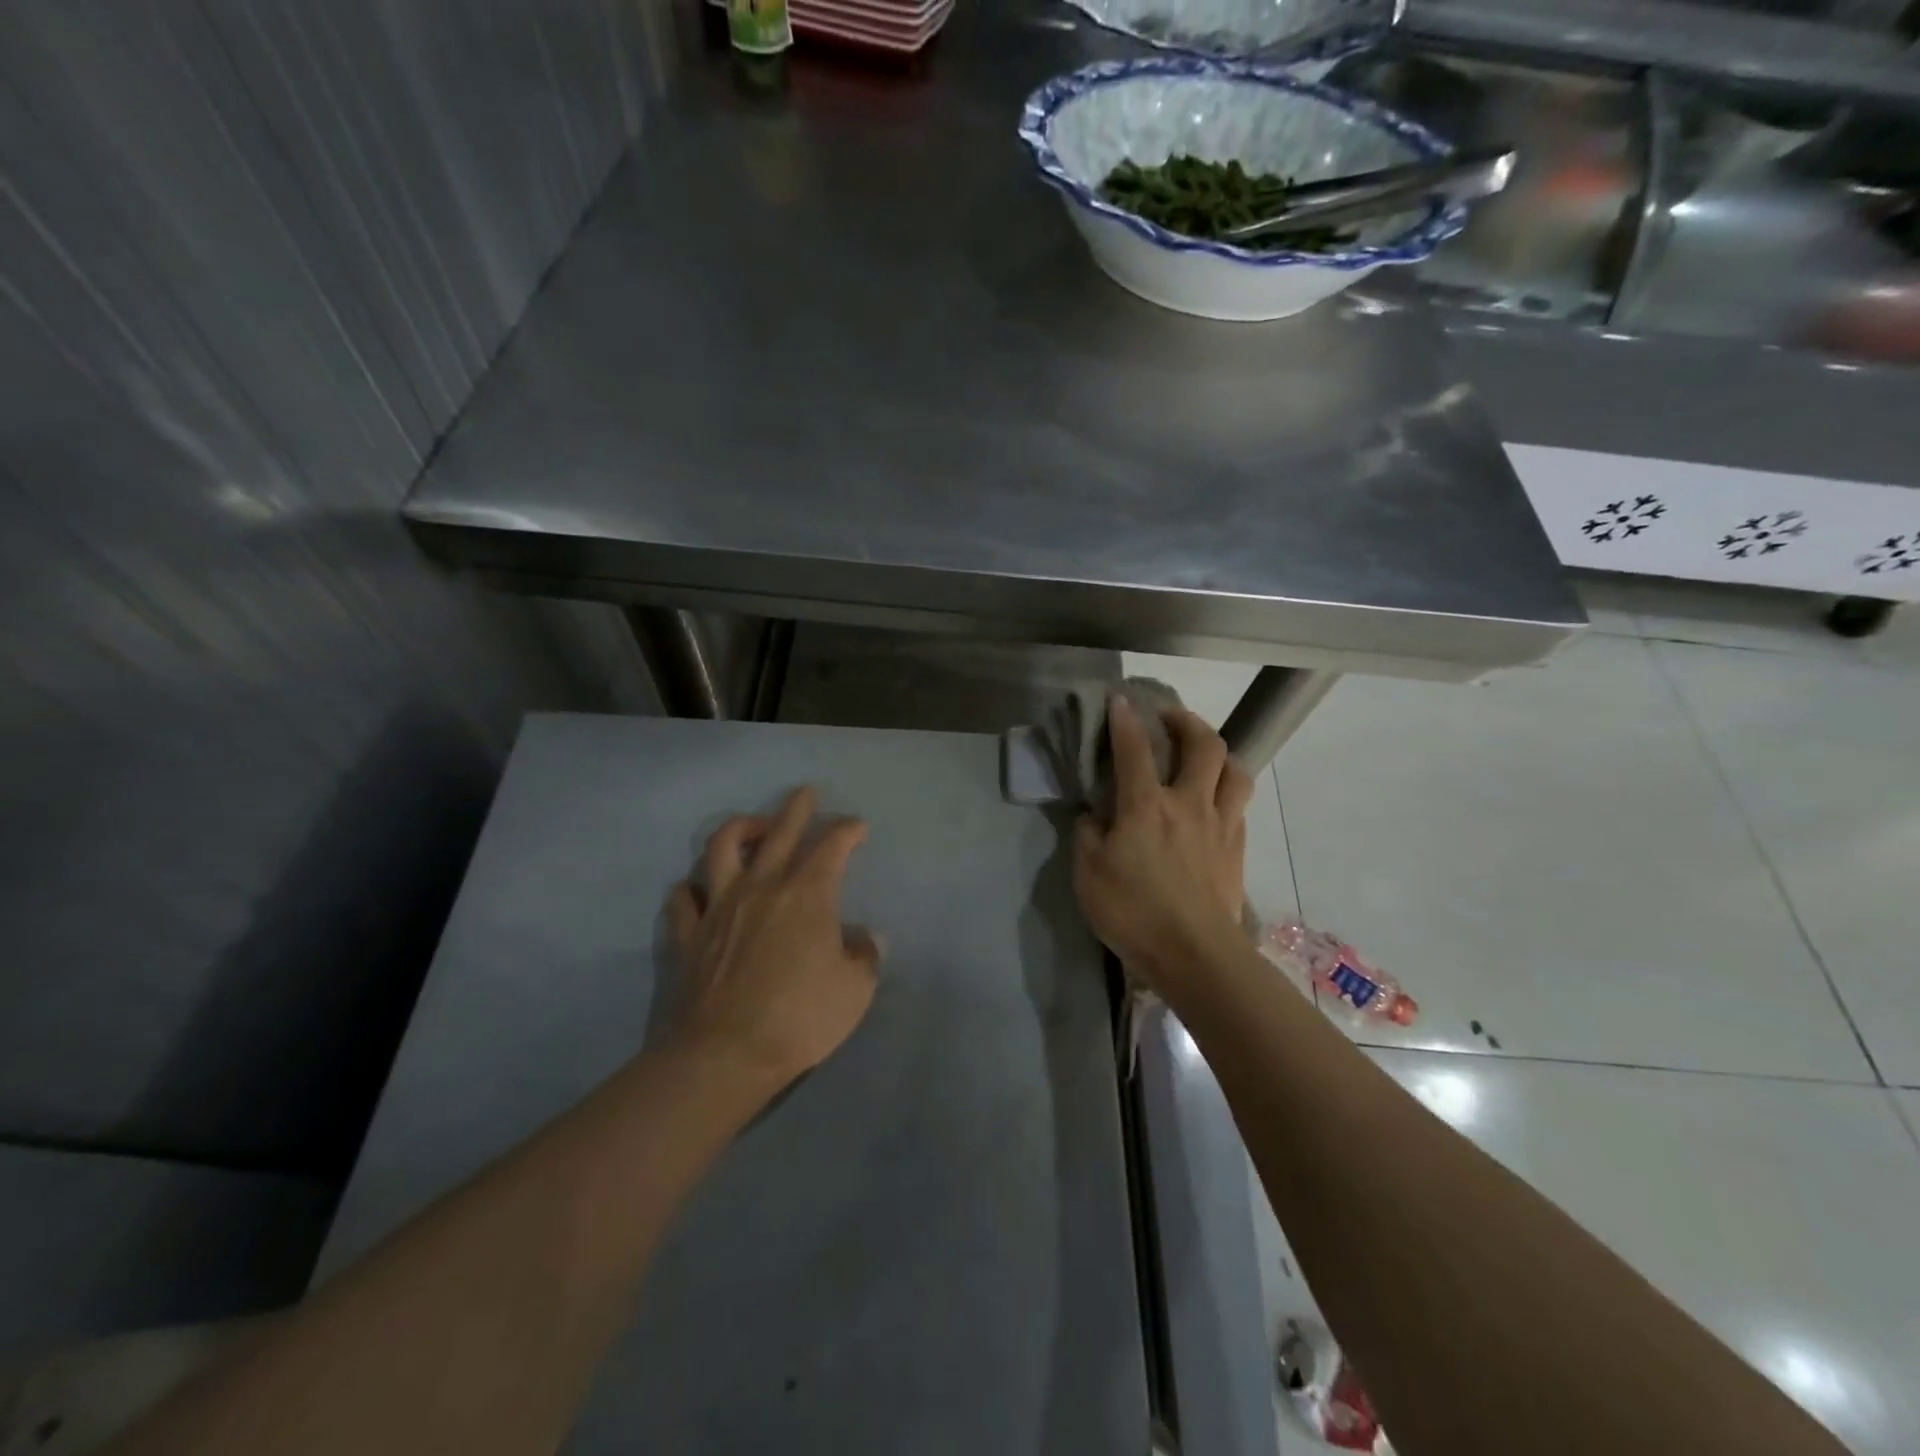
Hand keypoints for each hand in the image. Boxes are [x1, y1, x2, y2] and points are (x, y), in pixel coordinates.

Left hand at [665, 786, 879, 1089]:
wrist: (725, 1055)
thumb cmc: (800, 1018)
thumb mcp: (854, 990)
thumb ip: (864, 955)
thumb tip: (864, 937)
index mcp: (807, 894)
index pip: (831, 846)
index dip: (847, 830)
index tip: (857, 827)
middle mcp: (761, 886)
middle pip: (779, 831)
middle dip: (797, 808)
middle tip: (806, 793)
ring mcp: (719, 906)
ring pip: (721, 848)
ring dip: (739, 829)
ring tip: (752, 827)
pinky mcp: (689, 933)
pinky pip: (683, 896)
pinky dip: (692, 886)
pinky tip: (699, 889)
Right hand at [1073, 697, 1252, 993]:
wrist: (1195, 955)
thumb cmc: (1134, 912)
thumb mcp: (1088, 874)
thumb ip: (1088, 835)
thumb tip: (1094, 815)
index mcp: (1147, 806)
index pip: (1135, 749)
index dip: (1125, 720)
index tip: (1119, 699)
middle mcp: (1190, 804)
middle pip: (1204, 745)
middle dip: (1188, 721)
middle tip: (1170, 719)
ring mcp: (1221, 825)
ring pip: (1236, 771)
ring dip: (1220, 752)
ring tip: (1204, 755)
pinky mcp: (1237, 849)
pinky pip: (1238, 805)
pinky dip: (1226, 791)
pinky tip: (1213, 802)